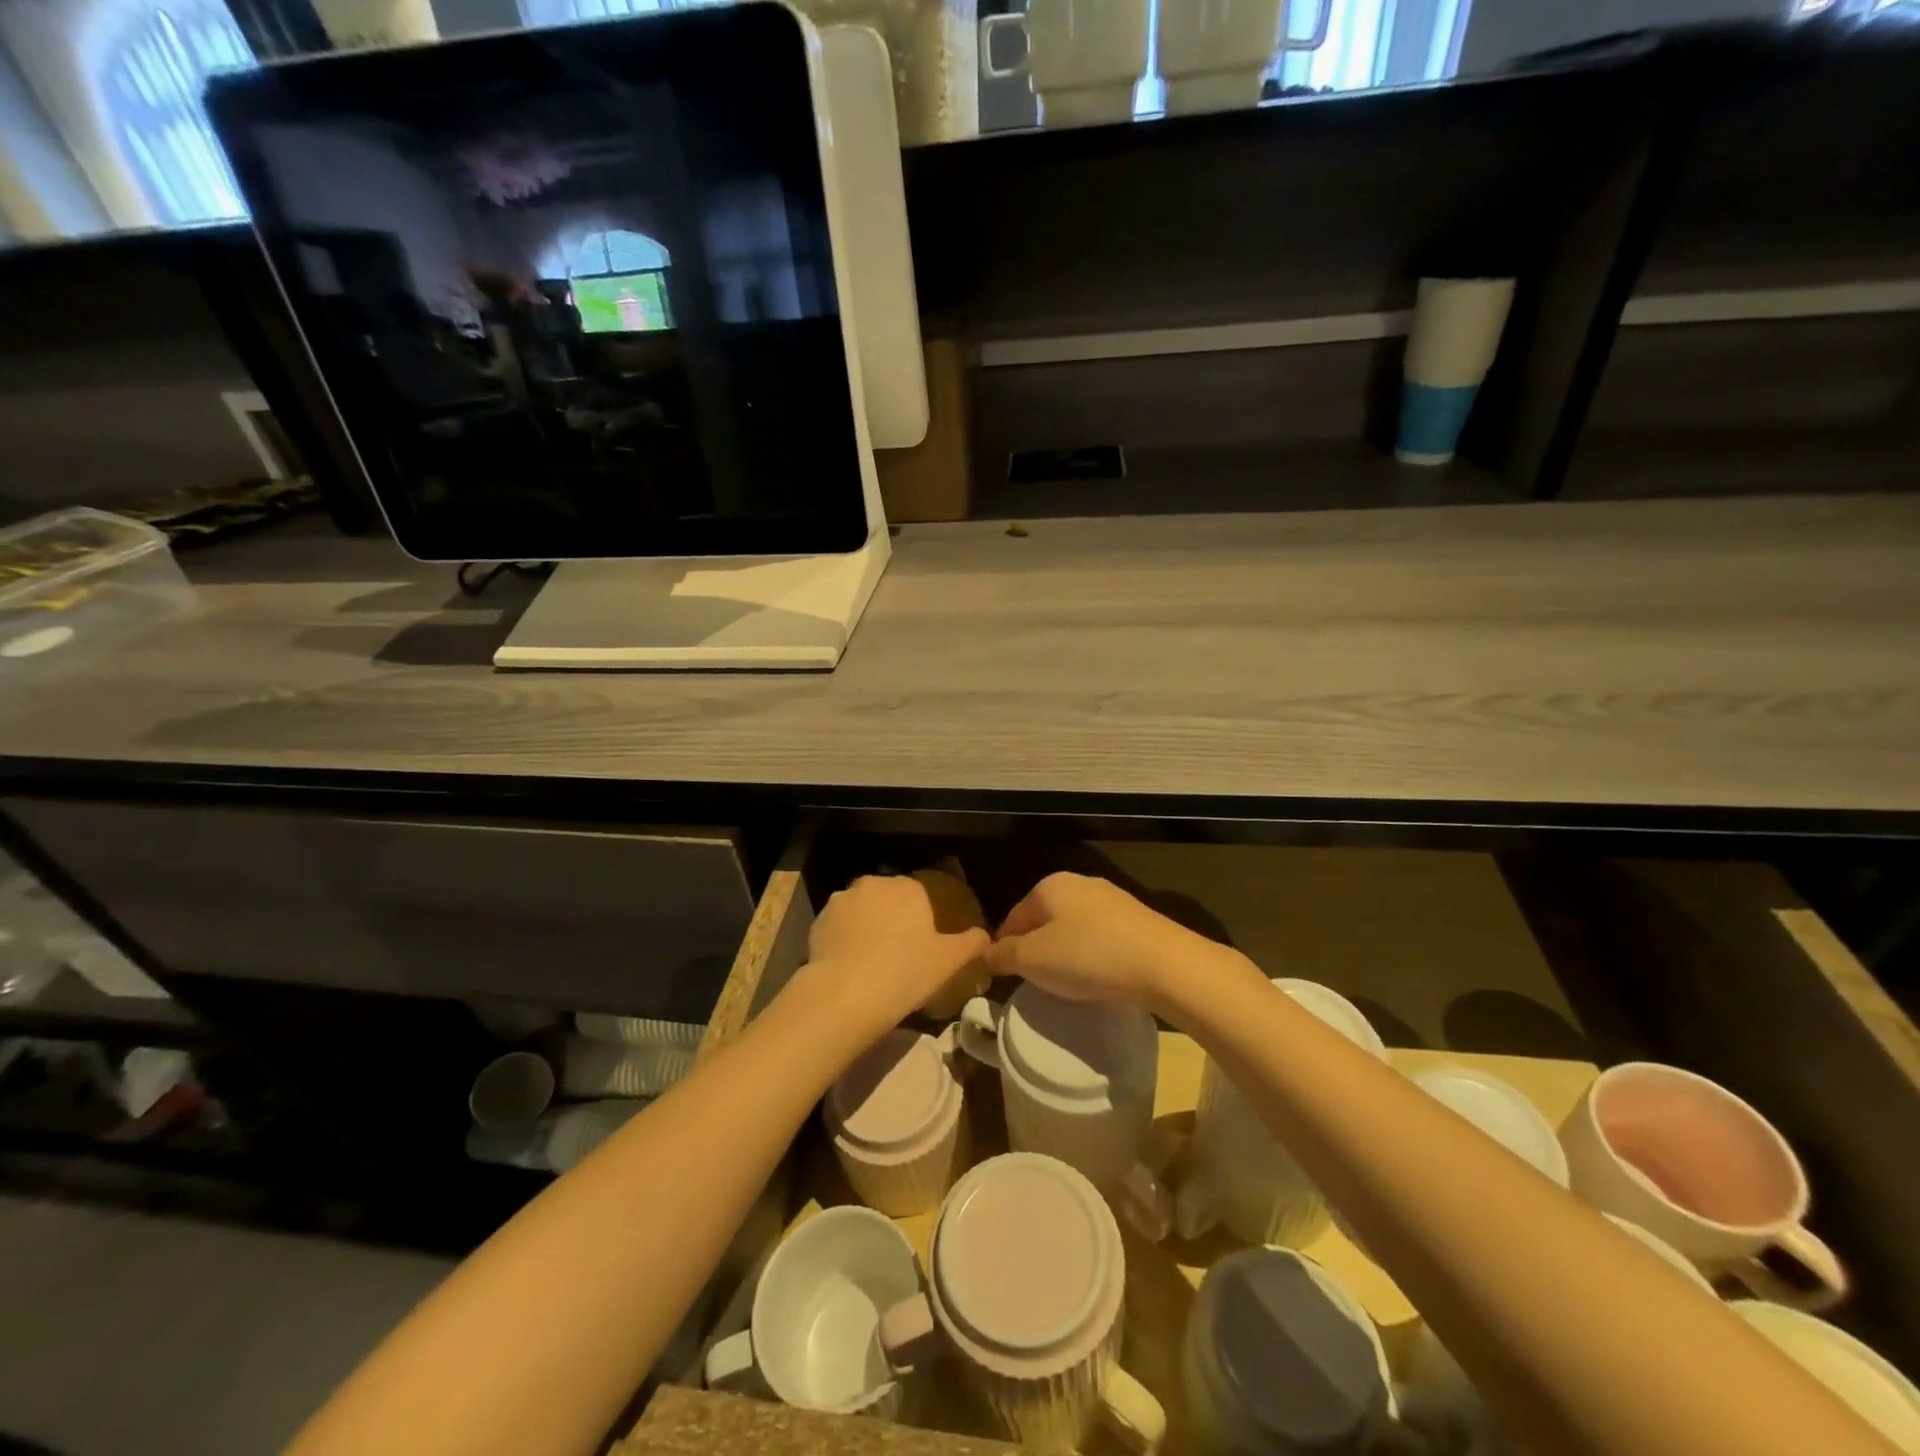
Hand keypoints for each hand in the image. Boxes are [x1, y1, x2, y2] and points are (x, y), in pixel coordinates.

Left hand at [800, 875, 991, 1036]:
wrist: (844, 995)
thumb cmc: (905, 972)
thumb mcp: (949, 961)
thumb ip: (971, 943)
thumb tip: (985, 936)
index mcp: (908, 887)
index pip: (922, 894)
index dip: (924, 919)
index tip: (925, 944)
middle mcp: (874, 884)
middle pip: (889, 899)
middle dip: (894, 919)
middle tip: (901, 954)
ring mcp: (842, 901)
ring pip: (862, 911)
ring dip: (868, 927)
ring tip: (872, 962)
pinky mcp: (818, 922)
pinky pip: (839, 928)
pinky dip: (845, 941)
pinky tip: (851, 967)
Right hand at [985, 872, 1236, 1014]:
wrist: (1164, 963)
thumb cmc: (1088, 956)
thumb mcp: (1033, 960)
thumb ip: (1004, 955)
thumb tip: (986, 954)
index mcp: (1049, 886)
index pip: (1014, 916)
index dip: (1004, 946)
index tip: (1003, 976)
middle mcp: (1079, 883)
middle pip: (1044, 919)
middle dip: (1035, 947)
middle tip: (1033, 981)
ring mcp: (1112, 899)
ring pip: (1074, 927)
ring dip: (1065, 951)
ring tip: (1065, 983)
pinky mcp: (1137, 919)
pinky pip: (1101, 937)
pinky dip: (1092, 955)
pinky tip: (1097, 976)